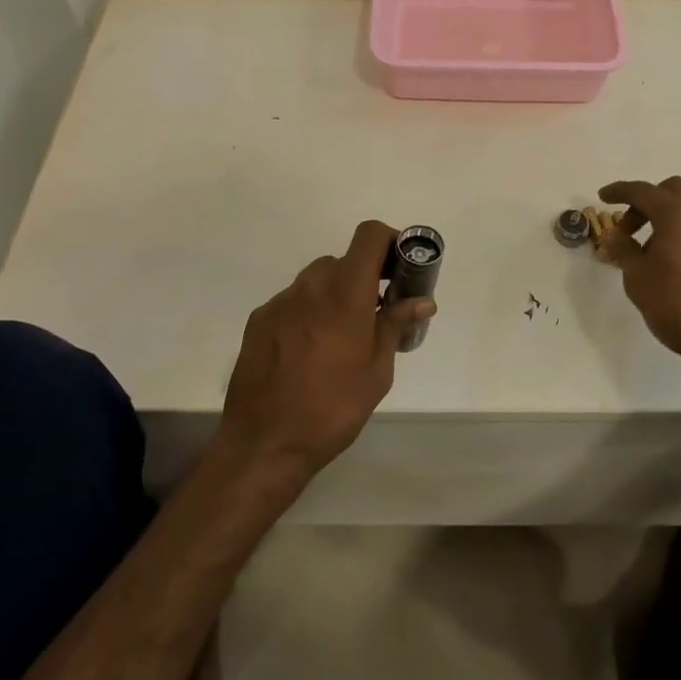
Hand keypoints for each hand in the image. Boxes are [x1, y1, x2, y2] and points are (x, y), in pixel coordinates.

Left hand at [218, 220, 433, 482]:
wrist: (264, 443)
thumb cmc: (332, 409)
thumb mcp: (377, 372)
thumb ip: (395, 326)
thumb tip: (421, 301)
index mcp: (344, 293)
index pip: (369, 235)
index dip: (389, 240)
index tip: (400, 266)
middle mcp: (310, 287)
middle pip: (343, 260)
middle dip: (363, 277)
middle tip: (376, 312)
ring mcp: (279, 302)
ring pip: (316, 280)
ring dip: (335, 294)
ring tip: (341, 337)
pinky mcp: (258, 320)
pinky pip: (292, 302)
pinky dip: (308, 312)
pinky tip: (309, 352)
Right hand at [598, 177, 680, 373]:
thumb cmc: (677, 305)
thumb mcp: (637, 278)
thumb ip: (623, 250)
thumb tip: (616, 236)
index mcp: (676, 215)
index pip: (642, 191)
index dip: (620, 191)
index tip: (603, 196)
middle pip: (673, 190)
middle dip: (648, 200)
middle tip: (630, 227)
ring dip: (668, 218)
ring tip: (651, 250)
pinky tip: (677, 264)